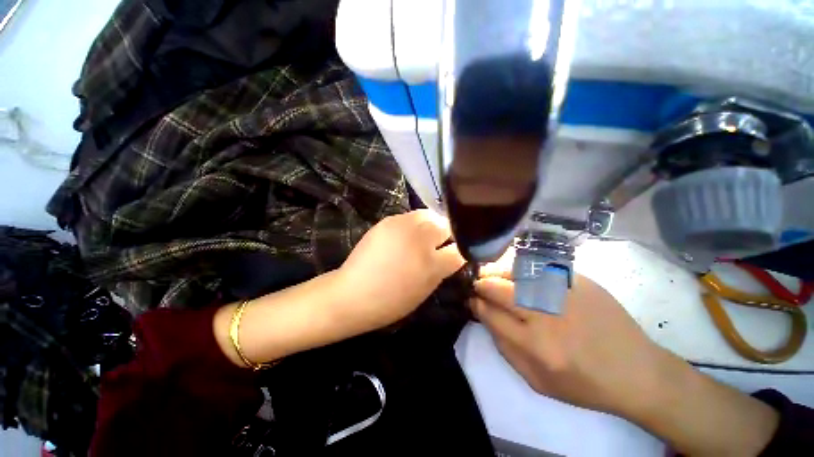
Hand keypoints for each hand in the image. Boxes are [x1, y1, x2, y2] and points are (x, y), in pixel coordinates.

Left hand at [336, 210, 465, 332]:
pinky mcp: (388, 220)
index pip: (460, 250)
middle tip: (440, 241)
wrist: (354, 293)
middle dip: (448, 233)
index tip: (458, 251)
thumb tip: (451, 255)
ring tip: (425, 235)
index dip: (462, 250)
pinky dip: (414, 223)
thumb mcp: (425, 290)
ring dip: (432, 224)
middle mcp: (421, 239)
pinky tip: (407, 234)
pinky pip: (410, 216)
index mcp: (432, 264)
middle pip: (446, 225)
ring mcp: (403, 226)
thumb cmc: (391, 301)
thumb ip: (441, 270)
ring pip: (429, 215)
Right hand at [470, 262, 665, 416]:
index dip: (475, 303)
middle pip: (497, 288)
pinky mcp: (576, 279)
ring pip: (513, 272)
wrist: (636, 370)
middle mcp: (546, 314)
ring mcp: (563, 292)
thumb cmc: (583, 383)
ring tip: (491, 276)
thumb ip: (503, 346)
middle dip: (480, 284)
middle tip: (477, 285)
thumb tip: (483, 314)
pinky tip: (516, 274)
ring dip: (496, 273)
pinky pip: (535, 266)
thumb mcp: (536, 380)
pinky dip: (518, 269)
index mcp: (535, 345)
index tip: (470, 299)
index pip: (489, 313)